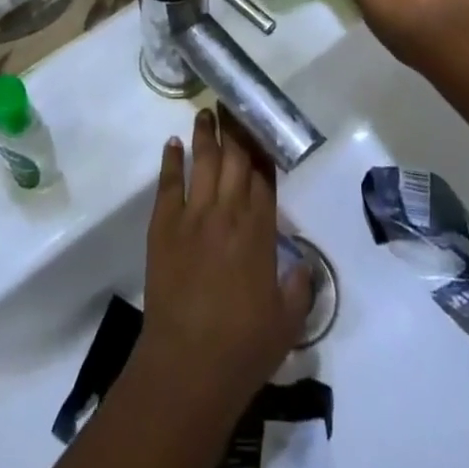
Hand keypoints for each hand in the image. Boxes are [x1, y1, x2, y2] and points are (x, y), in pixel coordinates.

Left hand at [132, 111, 312, 420]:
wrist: (188, 366)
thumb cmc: (243, 347)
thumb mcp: (288, 321)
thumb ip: (300, 286)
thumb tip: (304, 262)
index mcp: (260, 232)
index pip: (264, 178)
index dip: (263, 150)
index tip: (261, 126)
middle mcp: (228, 213)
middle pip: (233, 159)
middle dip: (236, 129)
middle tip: (234, 102)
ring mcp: (193, 216)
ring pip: (202, 162)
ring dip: (206, 135)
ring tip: (207, 110)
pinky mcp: (163, 225)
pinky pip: (168, 183)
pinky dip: (171, 160)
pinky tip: (174, 142)